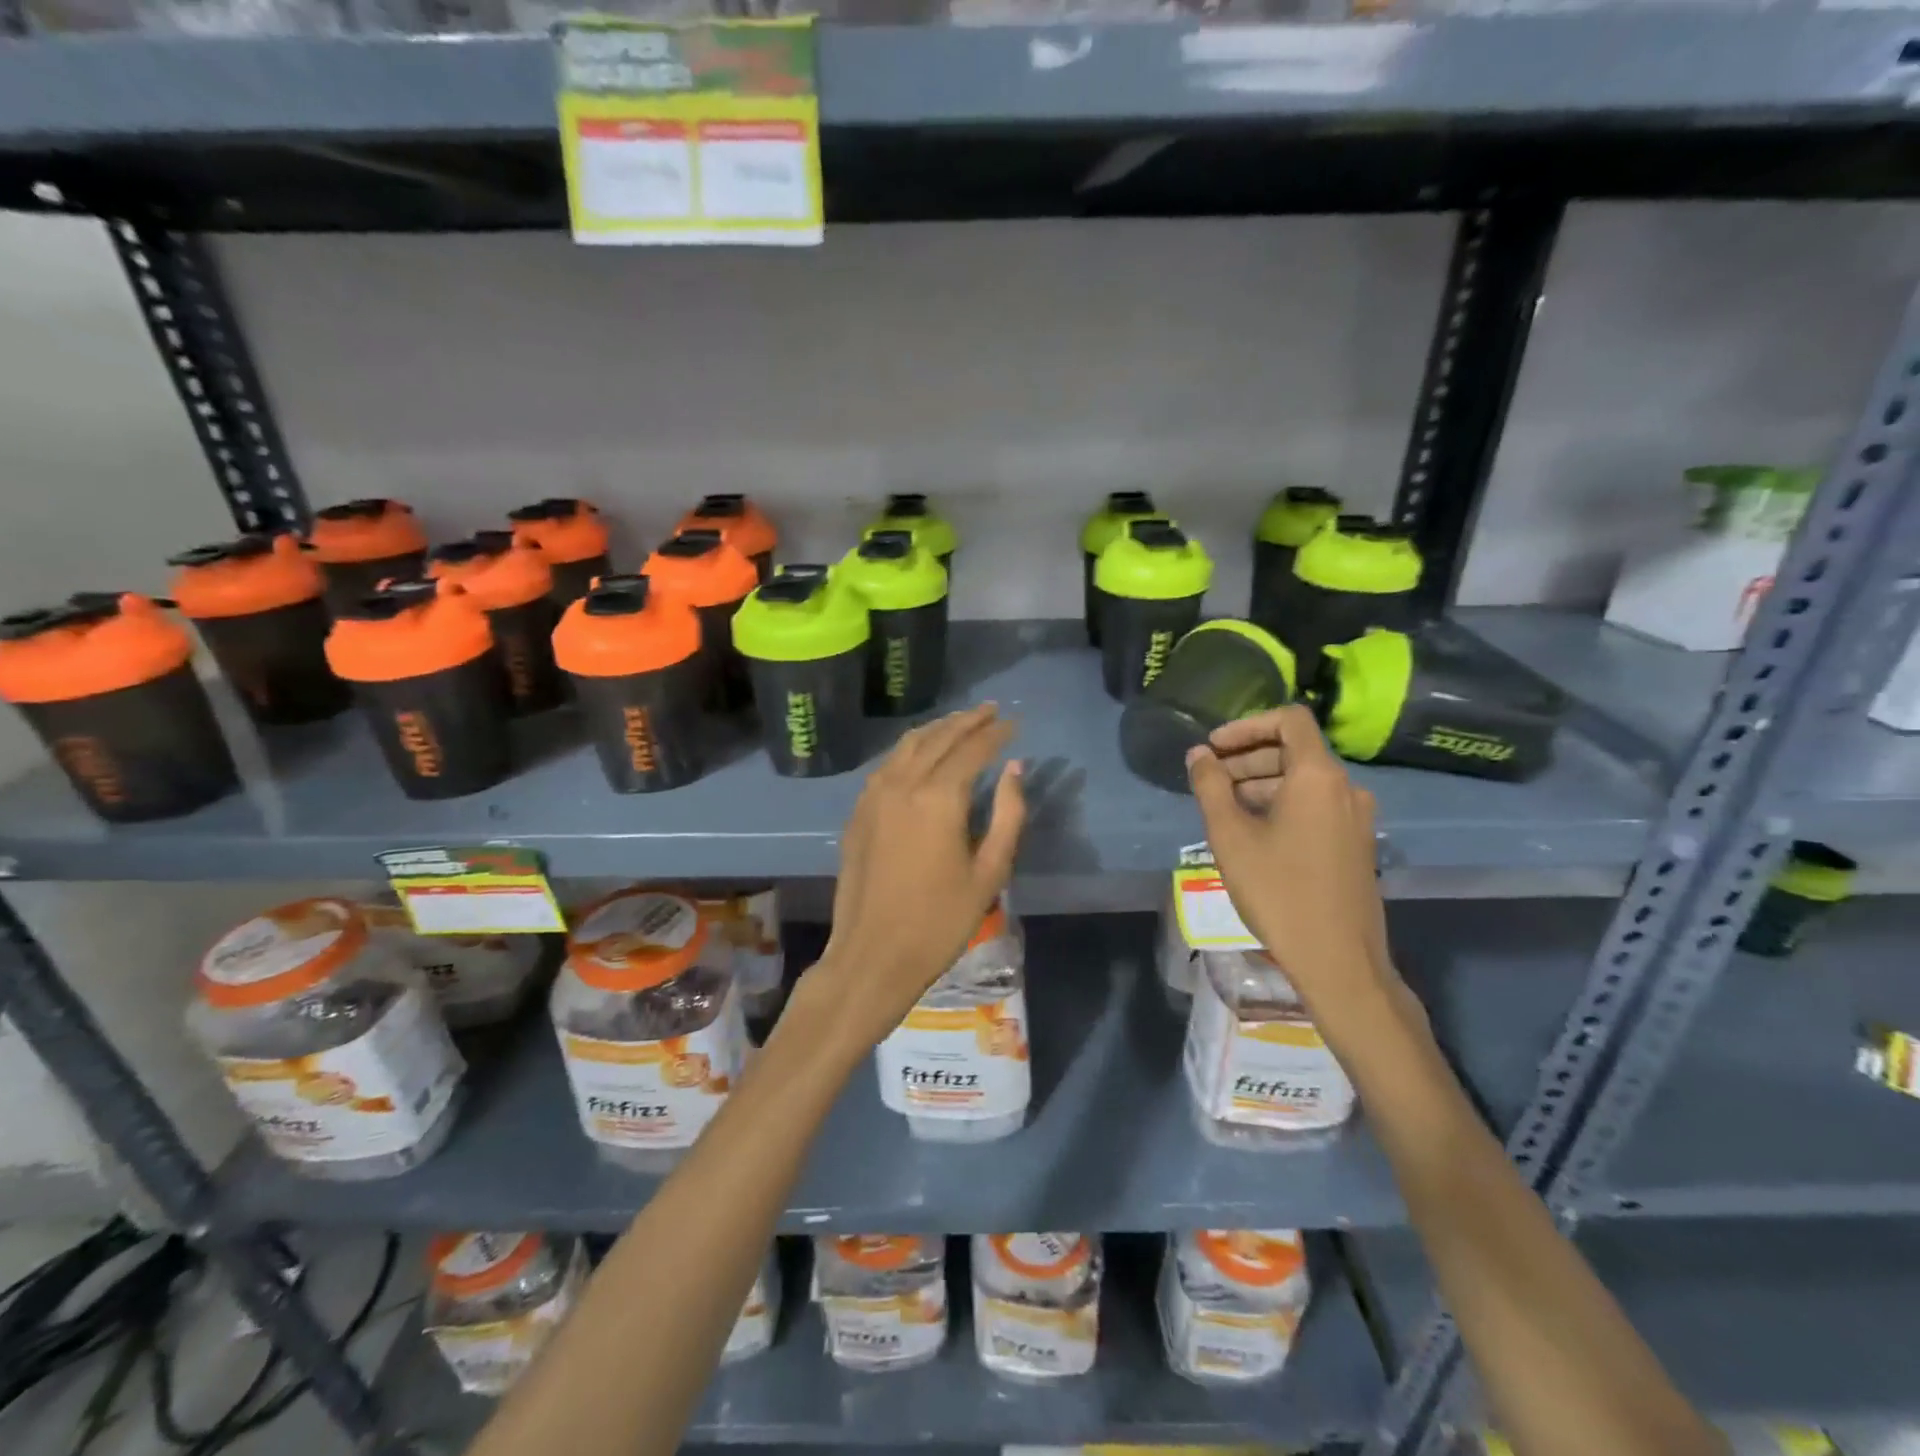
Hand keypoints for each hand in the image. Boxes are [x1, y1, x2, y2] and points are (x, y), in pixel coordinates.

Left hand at [803, 704, 1025, 1054]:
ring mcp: (874, 795)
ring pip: (907, 745)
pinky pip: (887, 764)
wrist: (873, 954)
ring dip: (937, 729)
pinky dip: (909, 749)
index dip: (996, 733)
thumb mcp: (989, 873)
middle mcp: (903, 784)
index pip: (972, 749)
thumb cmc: (940, 921)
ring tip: (960, 721)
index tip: (1015, 723)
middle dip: (967, 720)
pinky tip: (921, 753)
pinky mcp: (859, 811)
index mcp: (938, 798)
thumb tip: (1014, 769)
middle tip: (991, 710)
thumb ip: (1008, 815)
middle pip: (938, 738)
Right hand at [1188, 705, 1396, 1019]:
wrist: (1338, 960)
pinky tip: (1252, 832)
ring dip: (1260, 783)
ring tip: (1223, 808)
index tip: (1214, 747)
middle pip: (1294, 751)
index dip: (1246, 725)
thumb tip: (1198, 755)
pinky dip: (1281, 804)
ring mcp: (1356, 817)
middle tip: (1209, 779)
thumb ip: (1210, 787)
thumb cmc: (1278, 891)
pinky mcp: (1355, 844)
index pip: (1289, 720)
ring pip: (1303, 781)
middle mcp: (1346, 788)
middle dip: (1247, 757)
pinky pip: (1315, 806)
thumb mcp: (1230, 836)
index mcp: (1318, 776)